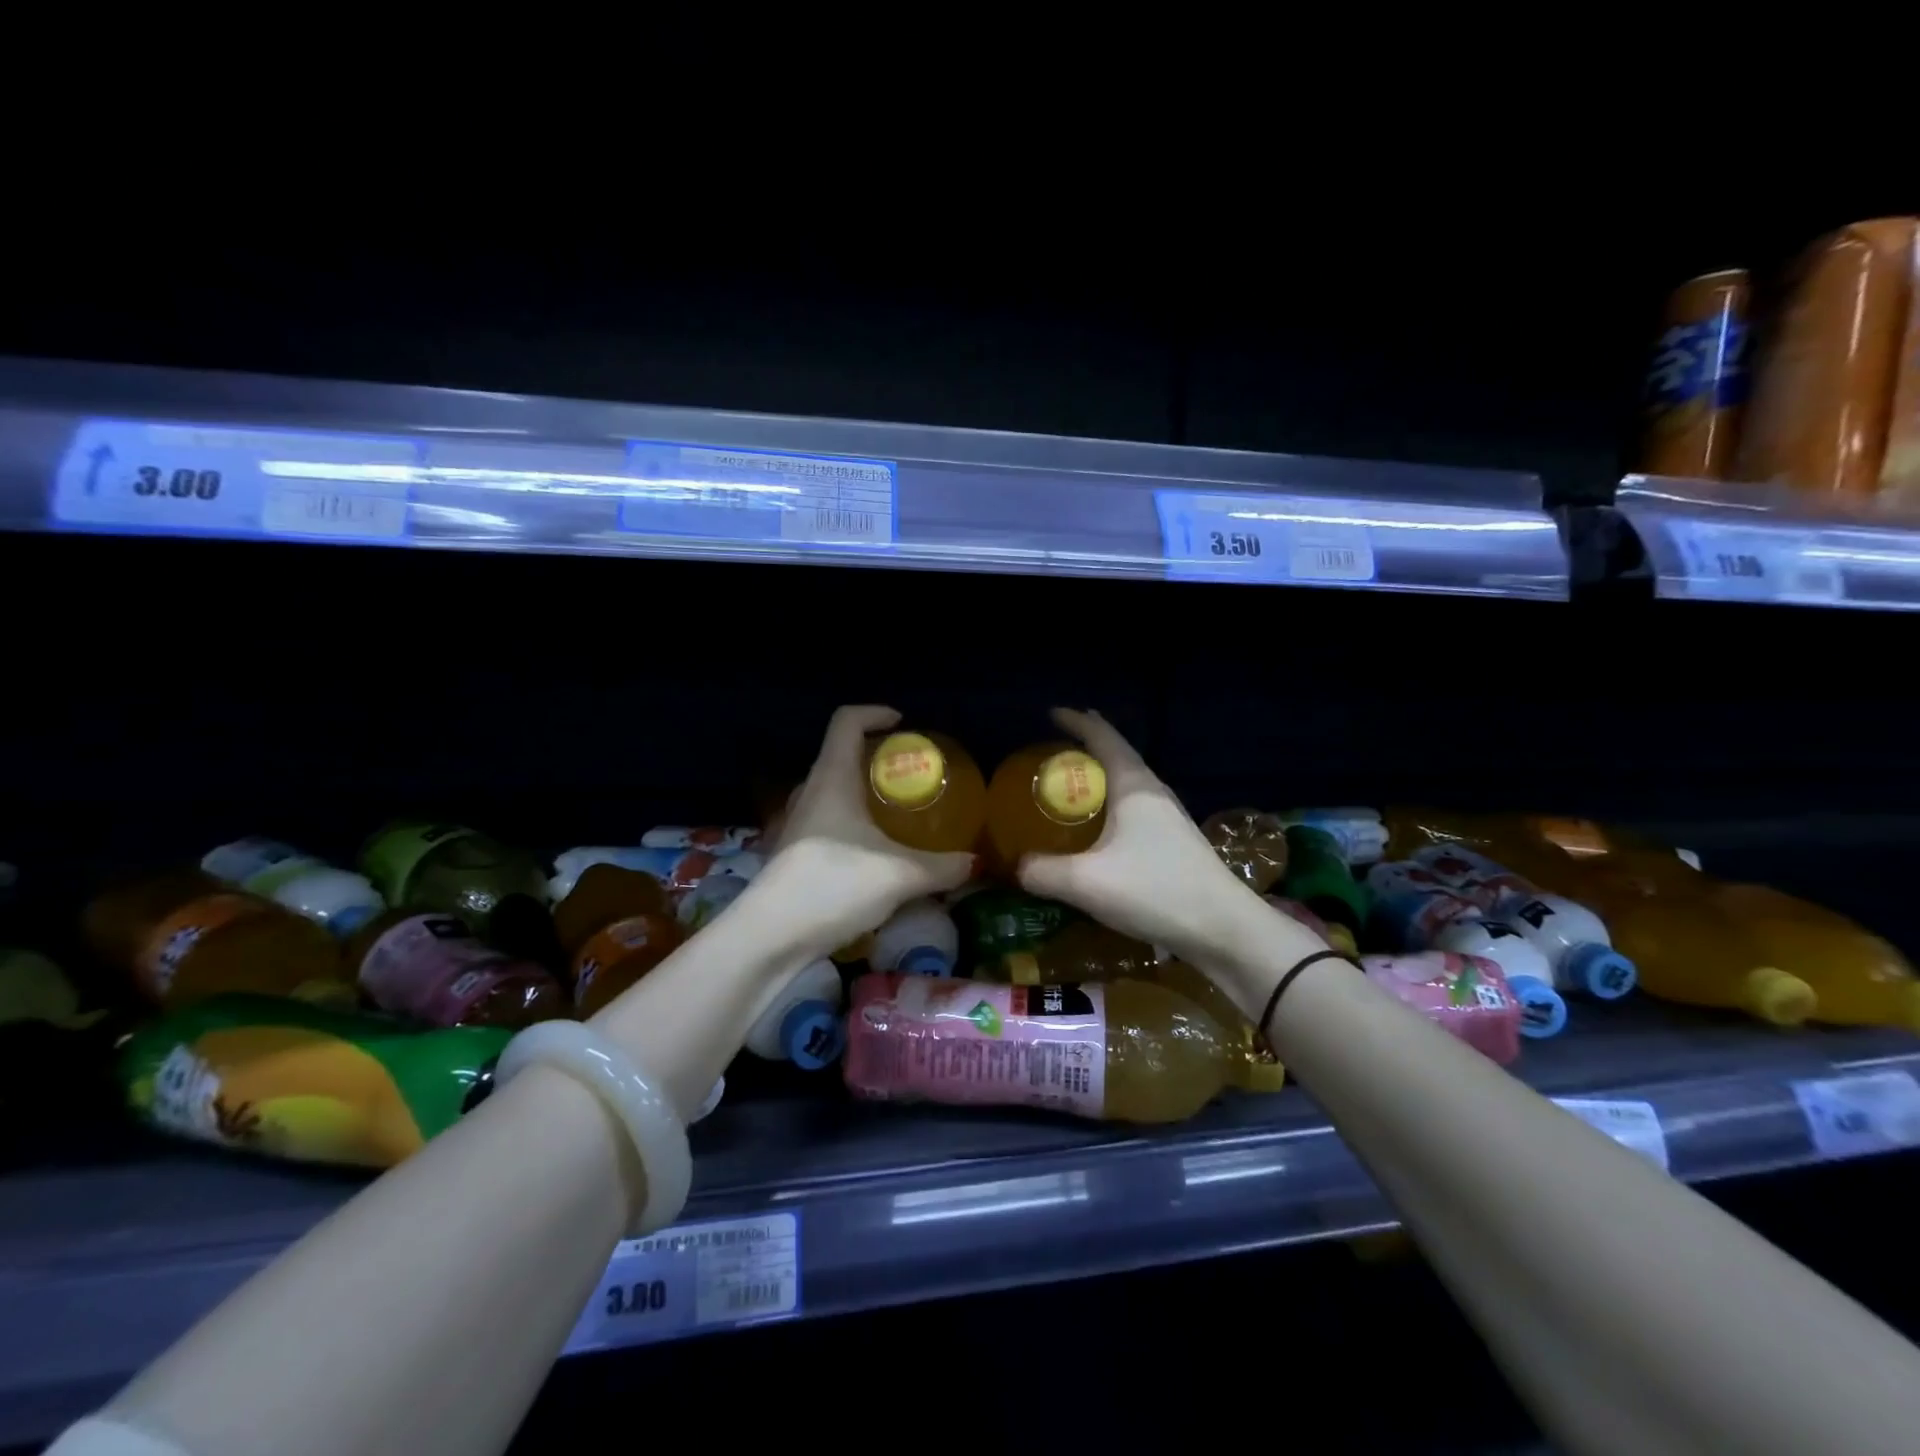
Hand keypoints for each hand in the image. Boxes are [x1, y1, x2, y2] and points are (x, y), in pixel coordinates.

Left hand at [752, 705, 974, 956]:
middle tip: (909, 773)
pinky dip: (851, 822)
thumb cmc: (834, 885)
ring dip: (861, 792)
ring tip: (896, 812)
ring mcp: (796, 823)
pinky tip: (873, 852)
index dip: (874, 713)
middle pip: (840, 754)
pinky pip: (826, 820)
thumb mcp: (900, 875)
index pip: (847, 721)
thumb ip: (942, 867)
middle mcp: (810, 792)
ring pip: (832, 790)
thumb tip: (975, 863)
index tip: (902, 723)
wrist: (771, 936)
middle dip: (875, 757)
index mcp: (832, 778)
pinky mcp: (792, 852)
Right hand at [1018, 708, 1268, 965]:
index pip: (1103, 738)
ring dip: (1102, 776)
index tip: (1053, 713)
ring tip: (1076, 781)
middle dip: (1089, 745)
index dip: (1077, 722)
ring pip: (1129, 783)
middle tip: (1058, 746)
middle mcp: (1154, 793)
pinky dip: (1111, 804)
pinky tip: (1102, 826)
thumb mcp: (1086, 882)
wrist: (1223, 929)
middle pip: (1118, 755)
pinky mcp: (1174, 843)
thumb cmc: (1154, 890)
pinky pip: (1135, 808)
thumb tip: (1016, 867)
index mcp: (1134, 786)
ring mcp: (1169, 818)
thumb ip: (1043, 872)